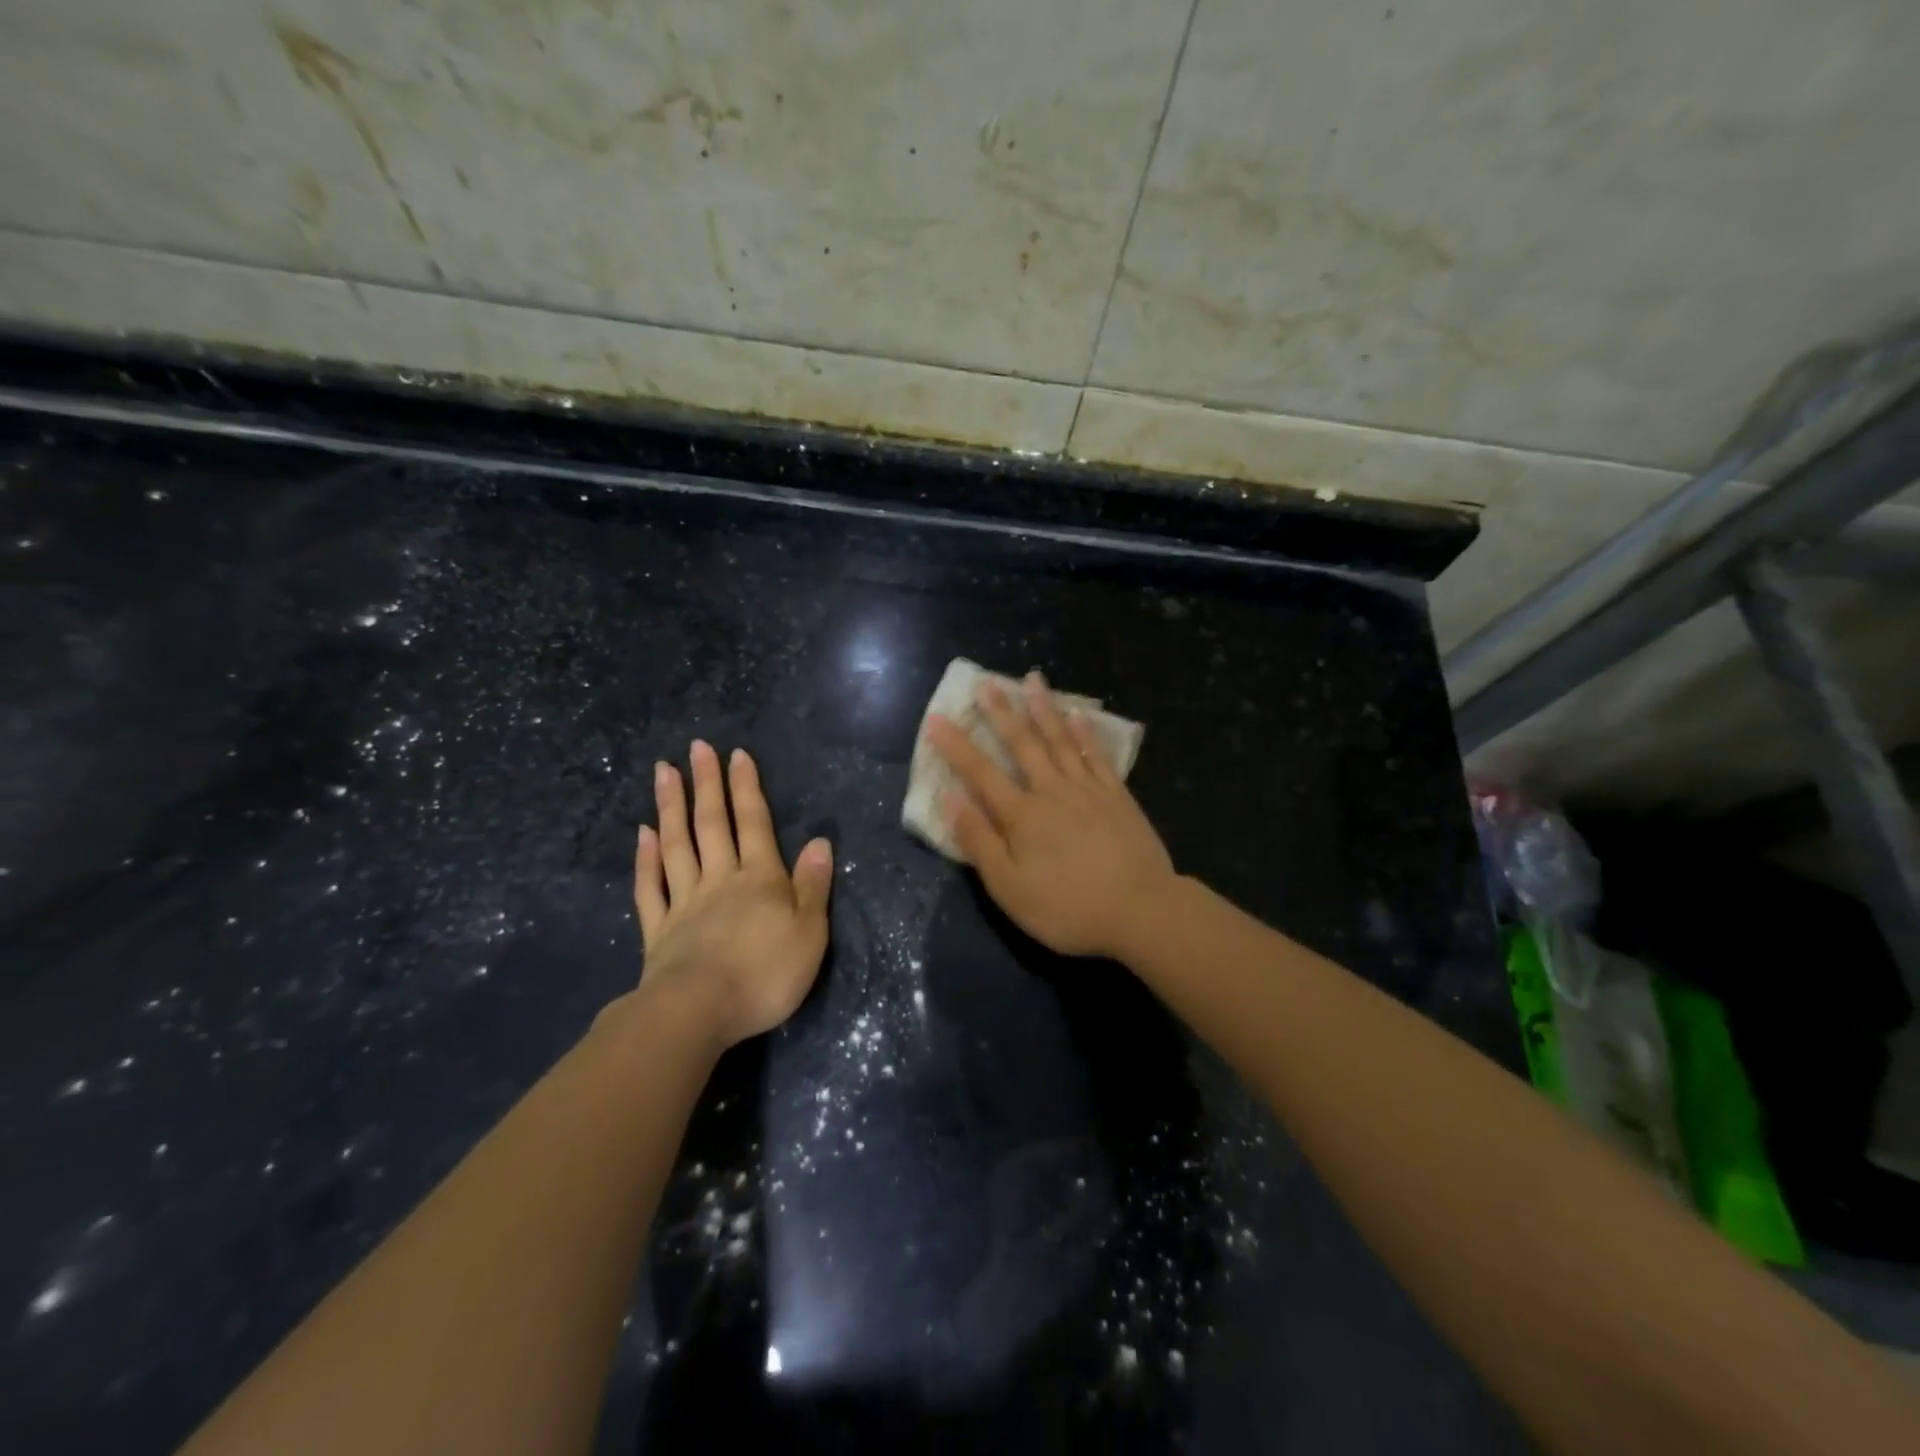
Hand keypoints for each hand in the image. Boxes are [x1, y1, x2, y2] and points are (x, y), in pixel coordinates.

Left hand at [629, 741, 833, 1048]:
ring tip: (664, 771)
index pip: (754, 823)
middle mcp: (720, 880)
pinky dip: (646, 858)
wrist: (698, 1013)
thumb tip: (820, 841)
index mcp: (760, 879)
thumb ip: (813, 886)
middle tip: (696, 747)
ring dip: (671, 806)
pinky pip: (651, 886)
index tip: (736, 754)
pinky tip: (644, 835)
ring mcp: (685, 902)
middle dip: (707, 784)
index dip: (747, 788)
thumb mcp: (810, 933)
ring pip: (677, 845)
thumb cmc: (764, 974)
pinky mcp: (658, 930)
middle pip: (712, 824)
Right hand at [926, 673, 1175, 959]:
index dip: (956, 746)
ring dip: (1044, 709)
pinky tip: (1079, 715)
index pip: (980, 773)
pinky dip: (1086, 733)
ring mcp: (1088, 790)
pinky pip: (1097, 756)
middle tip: (987, 683)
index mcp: (1022, 815)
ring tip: (1033, 680)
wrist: (1141, 910)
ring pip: (1061, 740)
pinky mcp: (1118, 796)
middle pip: (1022, 744)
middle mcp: (1052, 791)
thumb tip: (949, 799)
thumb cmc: (1067, 907)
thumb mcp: (1010, 888)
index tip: (937, 718)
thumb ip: (979, 842)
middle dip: (1002, 713)